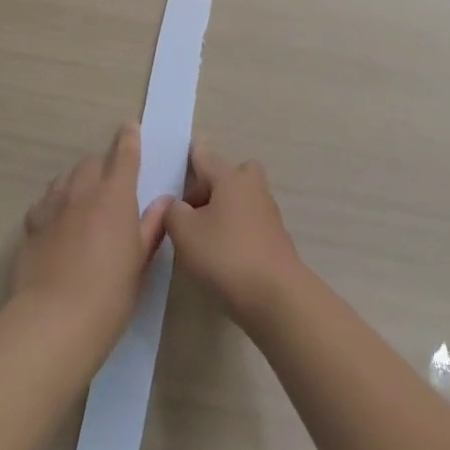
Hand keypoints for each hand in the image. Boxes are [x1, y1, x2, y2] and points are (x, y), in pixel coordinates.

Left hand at [15, 123, 171, 346]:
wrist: (56, 318)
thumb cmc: (111, 291)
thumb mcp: (140, 259)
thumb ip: (152, 225)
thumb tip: (164, 201)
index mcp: (115, 195)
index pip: (124, 154)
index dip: (128, 138)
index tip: (130, 127)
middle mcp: (82, 190)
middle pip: (91, 162)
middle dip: (103, 165)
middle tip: (111, 183)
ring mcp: (53, 205)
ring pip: (65, 177)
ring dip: (78, 180)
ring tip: (85, 198)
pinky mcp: (31, 225)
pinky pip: (45, 201)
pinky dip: (55, 202)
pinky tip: (58, 220)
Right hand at [165, 140, 305, 327]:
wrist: (276, 296)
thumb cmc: (225, 255)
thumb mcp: (184, 232)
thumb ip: (173, 212)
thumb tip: (176, 204)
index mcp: (230, 177)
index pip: (205, 155)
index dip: (190, 154)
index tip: (182, 152)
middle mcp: (252, 187)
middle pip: (231, 173)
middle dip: (213, 182)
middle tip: (192, 206)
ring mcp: (267, 213)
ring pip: (241, 198)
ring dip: (223, 208)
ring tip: (199, 234)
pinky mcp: (274, 238)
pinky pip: (248, 221)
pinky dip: (234, 229)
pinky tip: (219, 252)